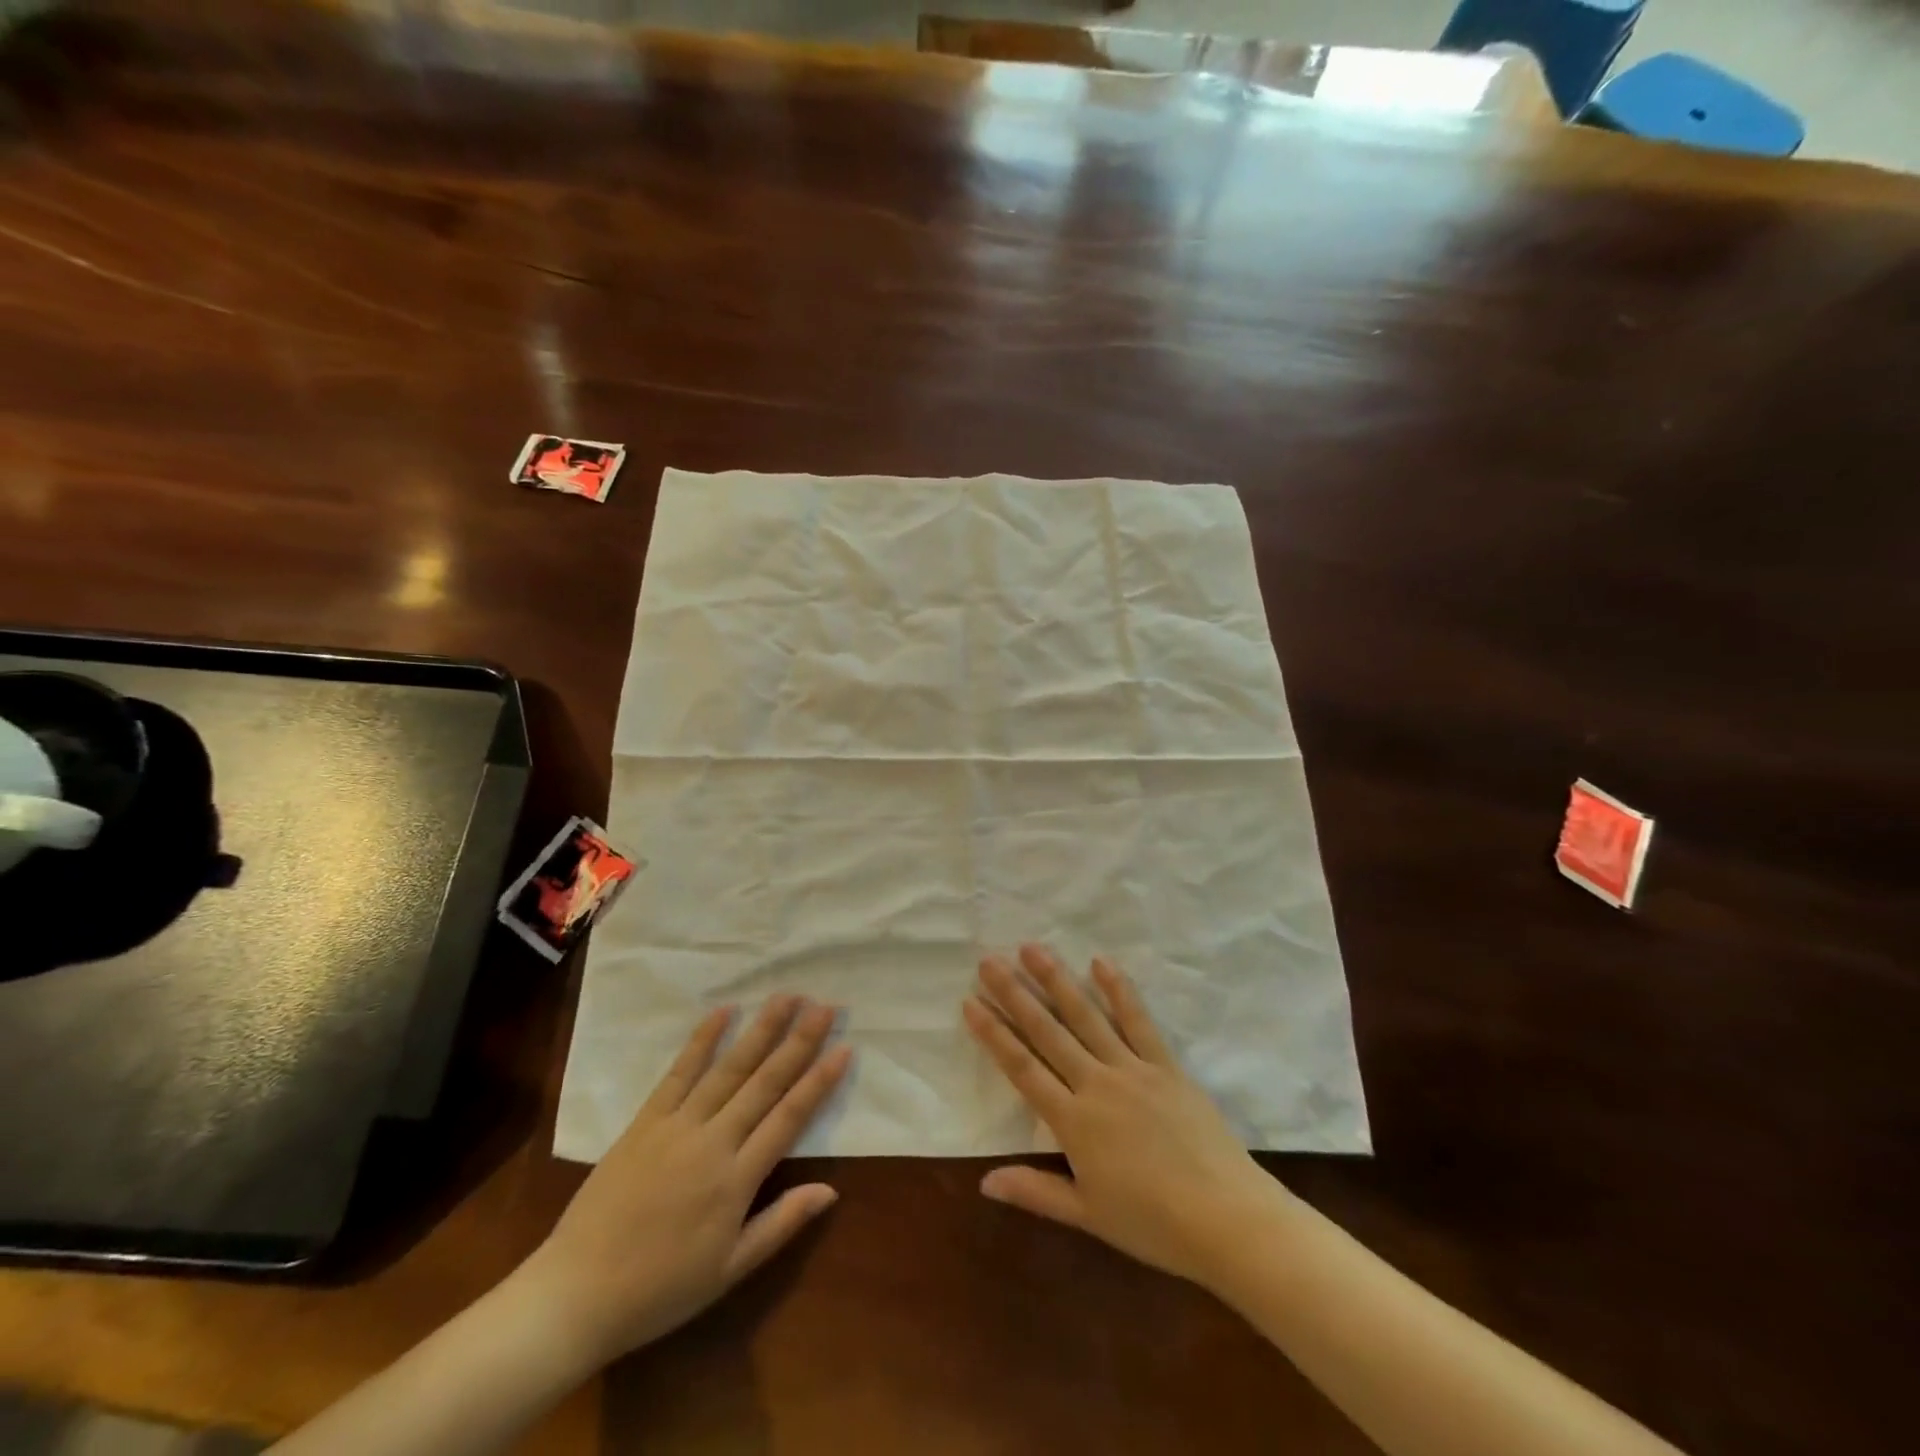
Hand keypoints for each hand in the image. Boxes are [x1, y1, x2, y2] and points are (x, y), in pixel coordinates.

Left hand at [514, 996, 850, 1369]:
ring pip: (728, 1069)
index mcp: (737, 1180)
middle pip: (765, 1082)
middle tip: (826, 1006)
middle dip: (799, 1041)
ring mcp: (677, 1126)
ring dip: (760, 1030)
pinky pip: (678, 1073)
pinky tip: (723, 1012)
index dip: (820, 1081)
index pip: (789, 1118)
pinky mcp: (645, 1121)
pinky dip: (701, 1041)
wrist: (574, 1295)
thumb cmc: (659, 1291)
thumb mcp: (728, 1271)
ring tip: (786, 997)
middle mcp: (713, 1142)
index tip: (845, 1048)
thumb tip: (831, 1191)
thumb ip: (781, 1224)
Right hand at [963, 945, 1294, 1287]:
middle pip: (1047, 1032)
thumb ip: (1034, 1191)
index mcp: (1073, 1122)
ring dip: (1057, 980)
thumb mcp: (1087, 1215)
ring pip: (1086, 1016)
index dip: (993, 1034)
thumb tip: (983, 1181)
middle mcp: (1096, 1084)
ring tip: (1032, 948)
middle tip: (988, 961)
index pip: (1022, 1068)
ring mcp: (1132, 1069)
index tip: (970, 1001)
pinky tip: (1100, 962)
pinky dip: (1119, 990)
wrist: (1226, 1219)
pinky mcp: (1165, 1065)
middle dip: (1014, 994)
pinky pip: (1138, 1021)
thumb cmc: (1152, 1224)